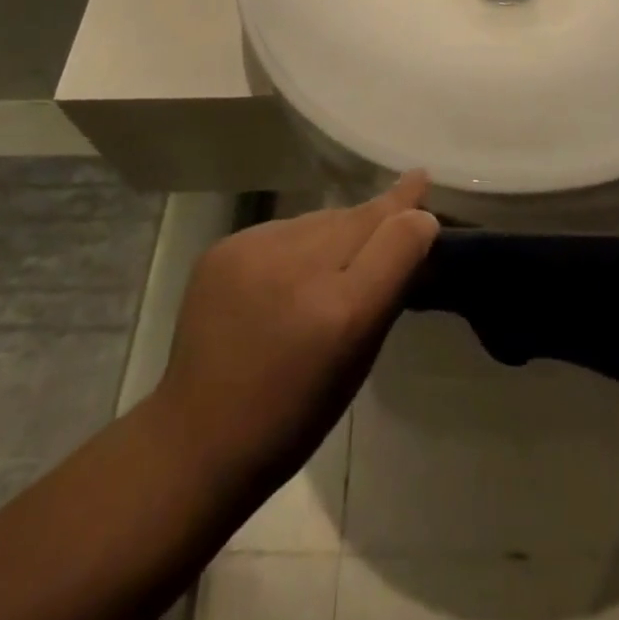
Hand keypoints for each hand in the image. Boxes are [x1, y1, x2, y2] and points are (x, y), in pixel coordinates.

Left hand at [156, 173, 438, 487]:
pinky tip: (291, 271)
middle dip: (379, 213)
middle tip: (399, 202)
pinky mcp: (225, 247)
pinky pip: (283, 229)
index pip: (396, 234)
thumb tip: (414, 230)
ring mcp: (255, 251)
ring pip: (320, 219)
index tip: (421, 181)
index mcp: (342, 311)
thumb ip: (389, 288)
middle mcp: (300, 267)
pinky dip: (297, 244)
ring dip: (337, 230)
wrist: (197, 438)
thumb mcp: (359, 360)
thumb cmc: (294, 416)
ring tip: (338, 257)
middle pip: (357, 217)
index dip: (411, 209)